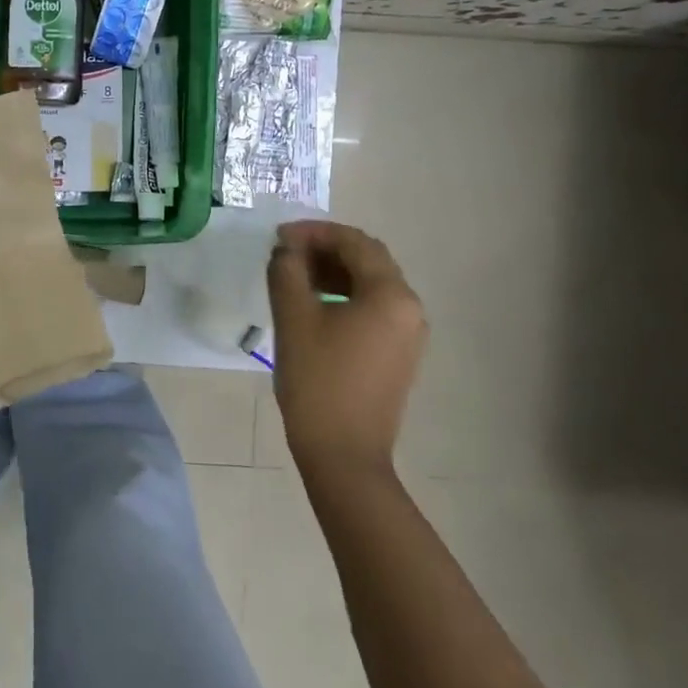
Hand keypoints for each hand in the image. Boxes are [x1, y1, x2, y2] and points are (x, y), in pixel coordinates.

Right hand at [266, 220, 427, 480]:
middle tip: (284, 251)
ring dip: (333, 271)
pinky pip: (373, 308)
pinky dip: (343, 295)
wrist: (344, 454)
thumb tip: (287, 250)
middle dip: (324, 248)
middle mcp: (409, 308)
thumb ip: (287, 272)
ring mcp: (408, 333)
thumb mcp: (294, 319)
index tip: (278, 237)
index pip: (354, 242)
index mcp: (390, 295)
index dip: (314, 232)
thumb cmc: (318, 381)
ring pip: (370, 284)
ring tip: (292, 275)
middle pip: (367, 259)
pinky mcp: (398, 354)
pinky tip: (313, 303)